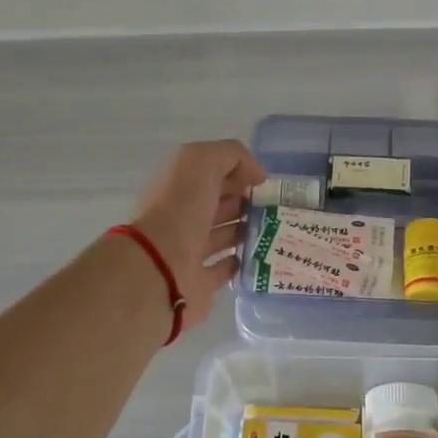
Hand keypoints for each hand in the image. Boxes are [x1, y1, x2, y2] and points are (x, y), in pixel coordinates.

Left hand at [128, 140, 266, 326]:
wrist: (159, 269)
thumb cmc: (179, 210)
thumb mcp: (202, 162)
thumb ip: (231, 155)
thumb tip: (257, 175)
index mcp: (180, 186)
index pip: (213, 173)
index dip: (239, 173)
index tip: (266, 183)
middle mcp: (183, 216)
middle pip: (220, 204)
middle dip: (247, 201)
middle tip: (278, 207)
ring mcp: (190, 251)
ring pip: (224, 235)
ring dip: (247, 230)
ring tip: (276, 229)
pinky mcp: (200, 282)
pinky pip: (225, 269)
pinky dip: (241, 262)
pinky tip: (262, 255)